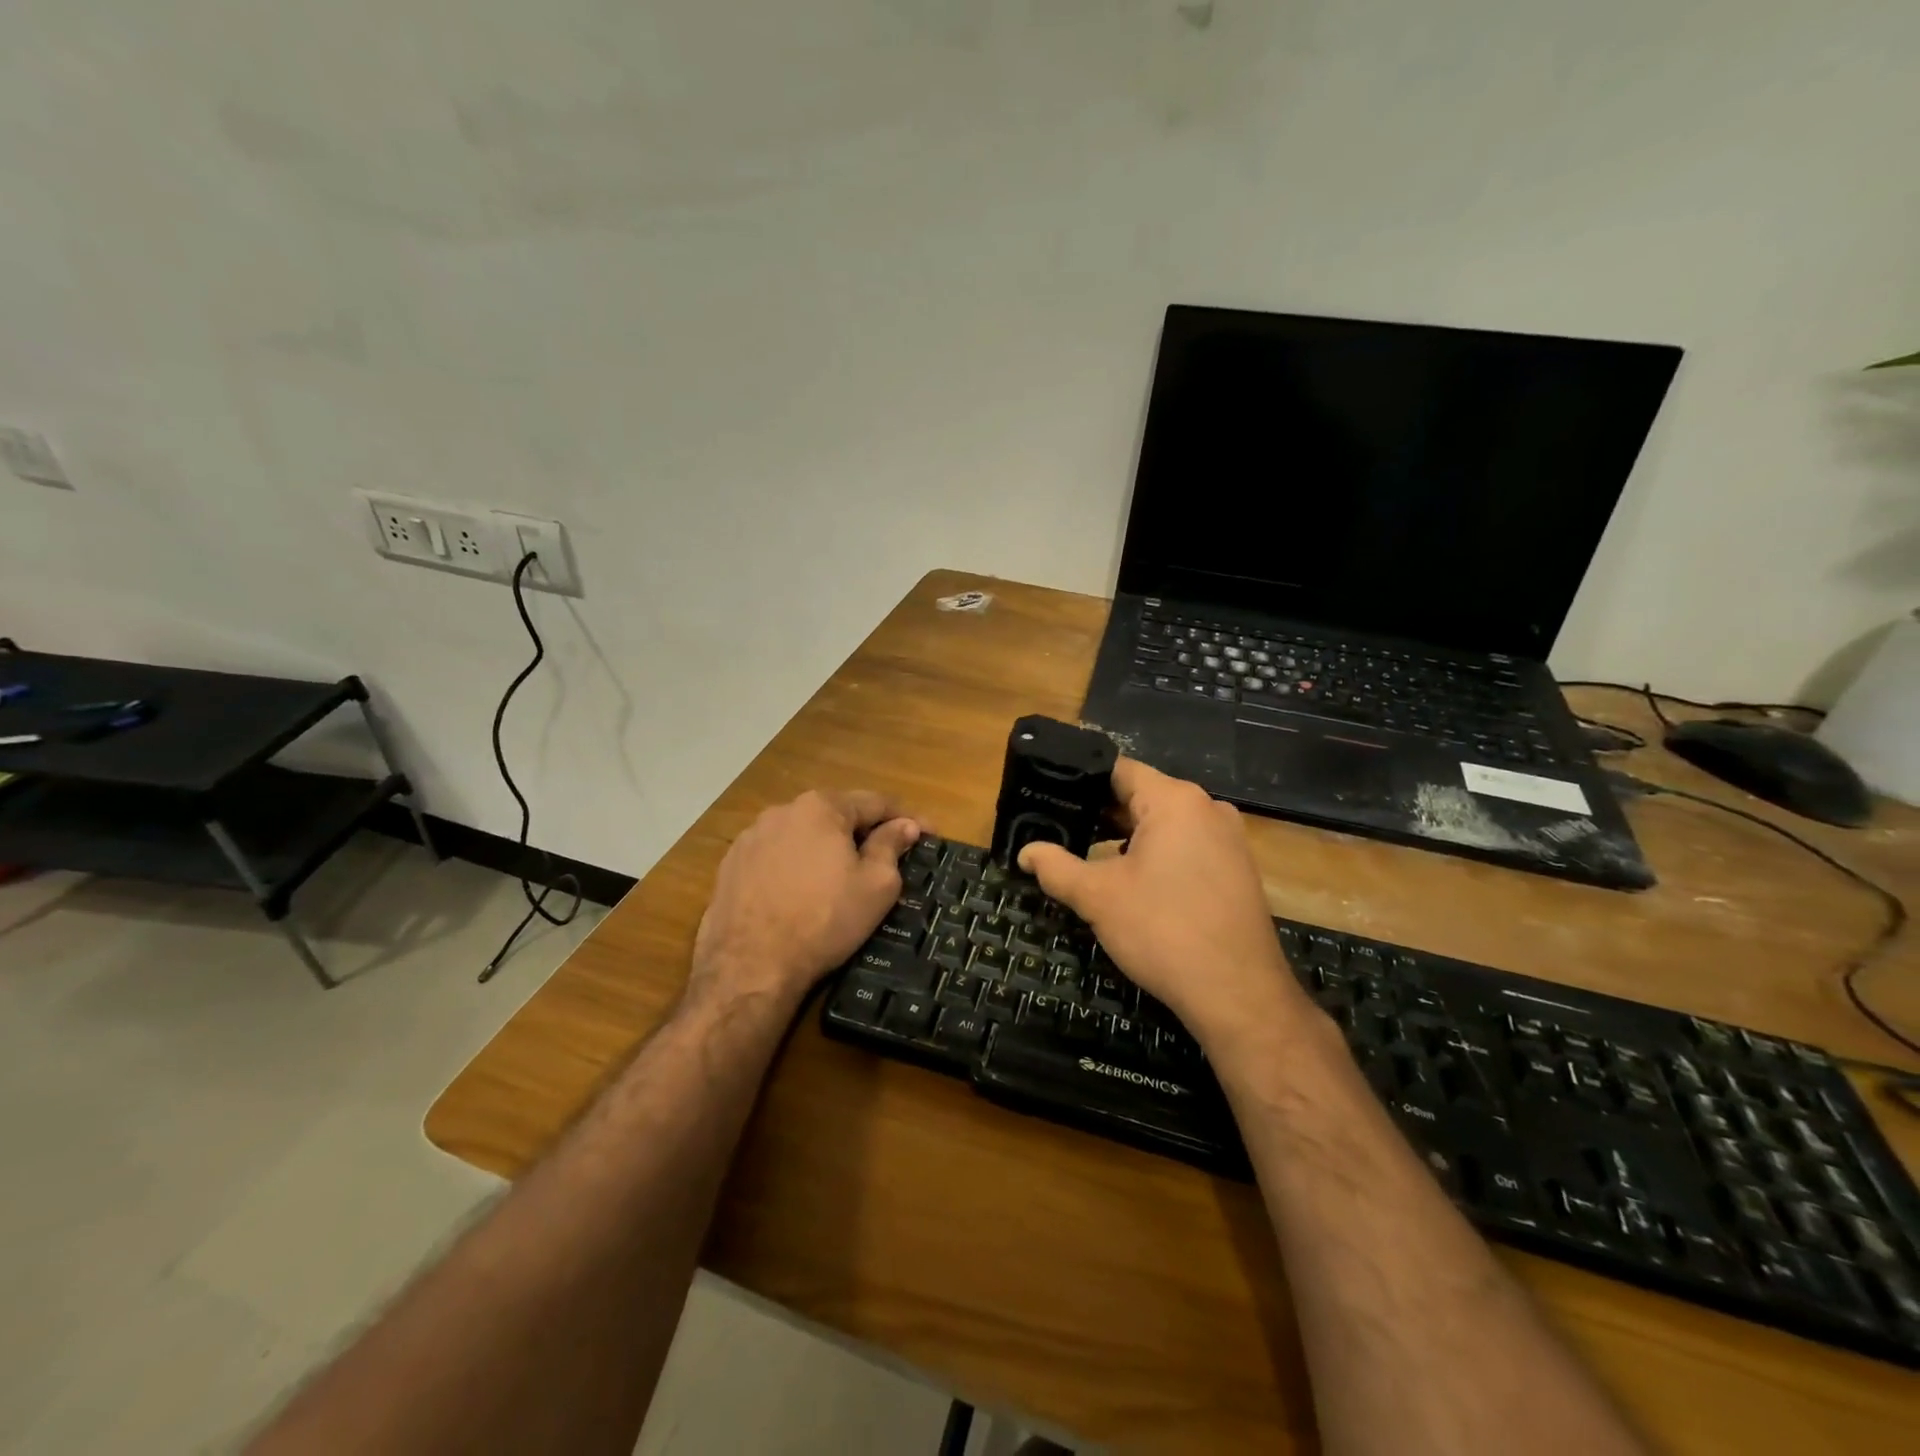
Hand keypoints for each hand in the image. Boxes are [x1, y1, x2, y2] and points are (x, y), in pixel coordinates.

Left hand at [690, 789, 919, 1012]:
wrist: (750, 967)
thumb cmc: (824, 920)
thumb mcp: (876, 885)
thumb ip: (891, 846)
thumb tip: (904, 825)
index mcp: (821, 807)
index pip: (875, 802)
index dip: (906, 818)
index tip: (928, 835)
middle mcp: (782, 810)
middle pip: (836, 815)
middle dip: (864, 832)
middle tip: (888, 857)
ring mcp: (750, 837)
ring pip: (803, 835)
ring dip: (827, 848)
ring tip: (842, 878)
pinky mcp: (731, 865)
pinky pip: (776, 856)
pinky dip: (795, 867)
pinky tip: (802, 894)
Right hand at [1018, 759, 1313, 1050]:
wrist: (1238, 994)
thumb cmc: (1163, 931)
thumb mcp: (1098, 897)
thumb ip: (1056, 867)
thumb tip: (1025, 852)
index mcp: (1175, 800)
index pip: (1118, 770)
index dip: (1079, 782)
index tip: (1048, 797)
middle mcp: (1207, 808)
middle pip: (1141, 796)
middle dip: (1099, 814)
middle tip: (1058, 830)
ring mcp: (1227, 839)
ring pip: (1164, 824)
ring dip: (1126, 837)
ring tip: (1086, 855)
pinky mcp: (1236, 869)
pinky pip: (1186, 846)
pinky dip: (1155, 854)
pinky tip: (1131, 881)